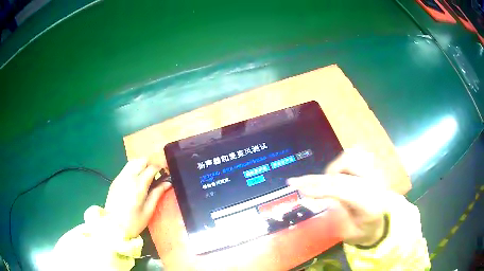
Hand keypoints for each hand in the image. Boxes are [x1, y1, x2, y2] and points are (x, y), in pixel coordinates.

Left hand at [104, 158, 171, 238]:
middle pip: (141, 160)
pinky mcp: (115, 181)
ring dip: (142, 165)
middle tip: (157, 174)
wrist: (112, 227)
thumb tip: (167, 183)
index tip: (166, 172)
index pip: (151, 168)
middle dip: (151, 163)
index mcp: (138, 185)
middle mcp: (128, 177)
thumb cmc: (133, 222)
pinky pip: (126, 169)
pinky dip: (134, 169)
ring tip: (147, 176)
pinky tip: (136, 181)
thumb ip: (157, 194)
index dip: (161, 168)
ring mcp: (120, 178)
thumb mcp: (148, 211)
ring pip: (132, 162)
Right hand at [288, 149, 389, 245]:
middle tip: (300, 183)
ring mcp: (376, 171)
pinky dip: (342, 162)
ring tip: (327, 181)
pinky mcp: (373, 166)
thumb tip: (315, 196)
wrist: (383, 222)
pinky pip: (356, 154)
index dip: (318, 187)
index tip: (297, 187)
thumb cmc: (365, 231)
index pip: (343, 189)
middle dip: (319, 177)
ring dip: (334, 168)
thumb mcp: (349, 233)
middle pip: (344, 170)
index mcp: (371, 203)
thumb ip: (335, 214)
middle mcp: (375, 182)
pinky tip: (338, 173)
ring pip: (351, 157)